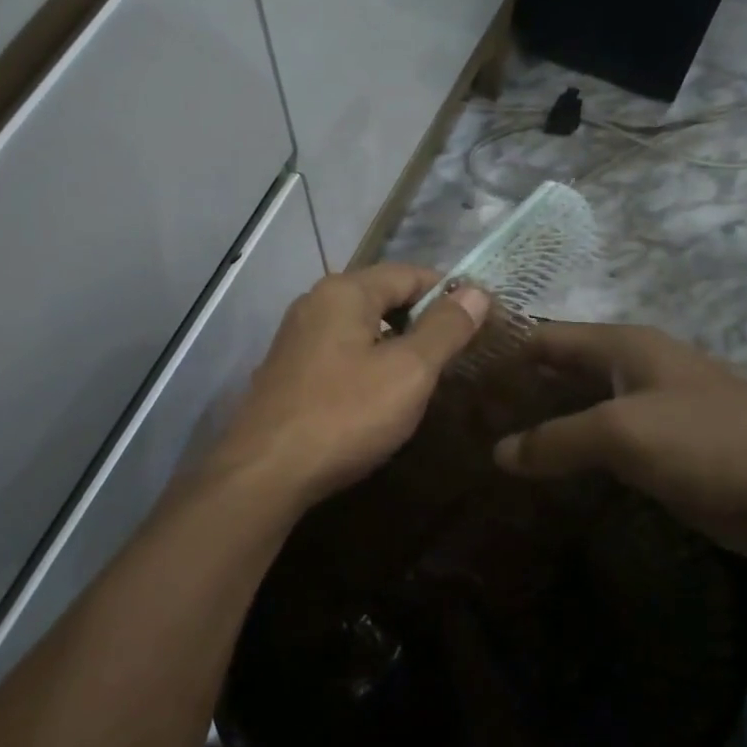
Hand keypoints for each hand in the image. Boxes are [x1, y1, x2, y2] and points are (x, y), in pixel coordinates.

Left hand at [214, 264, 490, 509]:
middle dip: (422, 319)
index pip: (409, 273)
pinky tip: (382, 395)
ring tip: (427, 376)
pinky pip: (341, 353)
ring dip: (396, 344)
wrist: (265, 473)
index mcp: (344, 291)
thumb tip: (476, 291)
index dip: (449, 293)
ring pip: (361, 328)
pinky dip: (368, 363)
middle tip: (458, 352)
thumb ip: (445, 328)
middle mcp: (314, 303)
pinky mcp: (288, 372)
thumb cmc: (344, 415)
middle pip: (382, 297)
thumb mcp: (409, 371)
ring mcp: (296, 338)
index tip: (481, 320)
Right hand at [492, 322, 746, 555]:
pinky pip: (604, 440)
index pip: (547, 336)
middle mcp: (637, 366)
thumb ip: (555, 440)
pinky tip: (546, 469)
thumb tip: (498, 453)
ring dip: (545, 420)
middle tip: (469, 413)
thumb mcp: (622, 433)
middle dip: (520, 387)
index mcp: (626, 345)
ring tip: (494, 441)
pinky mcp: (665, 446)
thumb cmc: (707, 441)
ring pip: (582, 406)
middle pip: (562, 368)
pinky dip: (574, 449)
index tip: (459, 369)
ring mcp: (653, 406)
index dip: (505, 348)